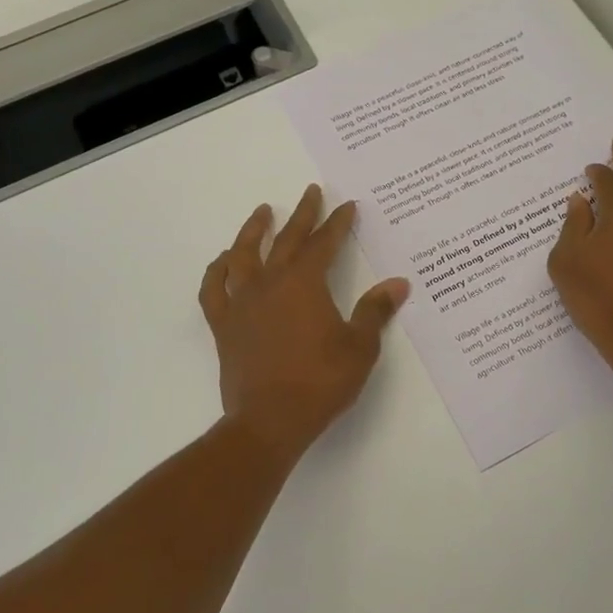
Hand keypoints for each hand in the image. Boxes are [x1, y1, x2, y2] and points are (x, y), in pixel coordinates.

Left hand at [199, 185, 409, 461]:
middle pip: (287, 240)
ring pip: (244, 255)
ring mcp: (242, 303)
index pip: (324, 243)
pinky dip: (217, 271)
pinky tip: (224, 261)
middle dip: (303, 214)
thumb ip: (375, 311)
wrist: (269, 421)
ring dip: (254, 230)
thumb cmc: (320, 383)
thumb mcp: (359, 347)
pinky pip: (214, 290)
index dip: (338, 223)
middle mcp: (270, 283)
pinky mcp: (224, 325)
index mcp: (304, 284)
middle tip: (311, 191)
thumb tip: (398, 284)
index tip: (348, 206)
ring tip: (262, 212)